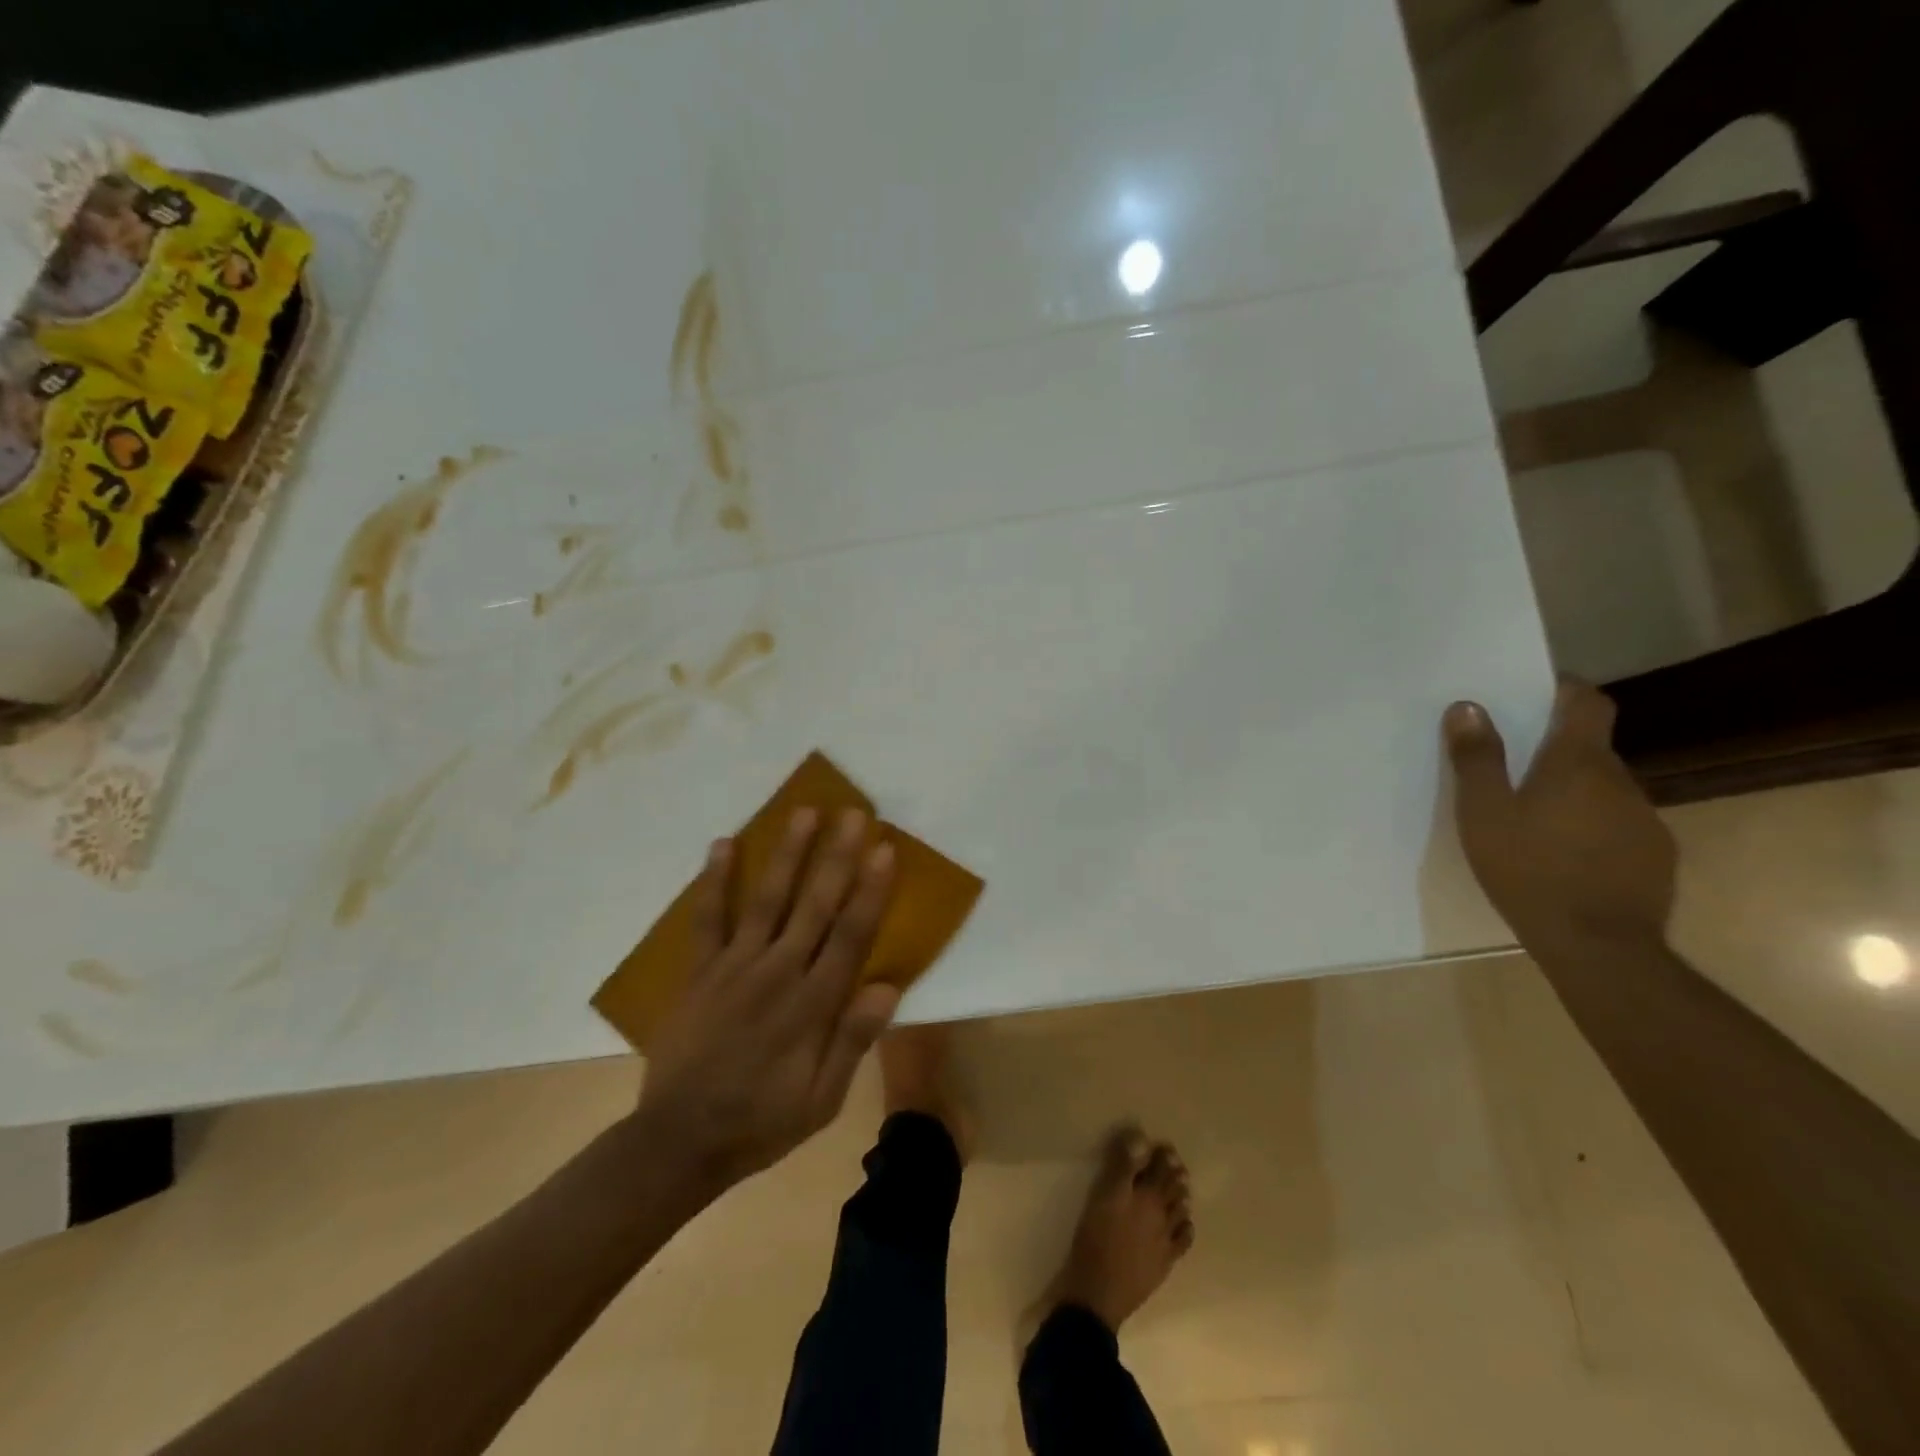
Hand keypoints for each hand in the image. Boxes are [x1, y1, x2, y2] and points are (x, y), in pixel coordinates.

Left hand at [635, 808, 900, 1191]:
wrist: (679, 1141)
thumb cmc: (762, 1120)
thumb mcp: (821, 1100)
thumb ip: (852, 1041)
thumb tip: (888, 986)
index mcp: (812, 1005)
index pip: (850, 935)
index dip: (869, 890)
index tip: (883, 849)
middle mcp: (777, 973)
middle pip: (814, 905)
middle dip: (836, 856)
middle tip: (853, 813)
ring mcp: (734, 967)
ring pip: (767, 899)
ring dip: (787, 854)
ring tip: (804, 812)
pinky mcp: (700, 971)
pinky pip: (708, 918)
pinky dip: (714, 880)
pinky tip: (722, 844)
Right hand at [1444, 680, 1676, 956]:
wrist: (1599, 946)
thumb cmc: (1529, 869)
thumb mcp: (1484, 813)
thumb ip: (1477, 758)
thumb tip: (1468, 706)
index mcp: (1578, 763)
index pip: (1588, 703)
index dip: (1565, 690)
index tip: (1536, 691)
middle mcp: (1622, 781)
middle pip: (1591, 748)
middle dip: (1555, 750)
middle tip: (1512, 770)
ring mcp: (1645, 819)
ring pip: (1604, 789)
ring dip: (1573, 792)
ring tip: (1533, 820)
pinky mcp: (1656, 855)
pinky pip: (1618, 824)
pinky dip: (1591, 827)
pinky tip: (1564, 856)